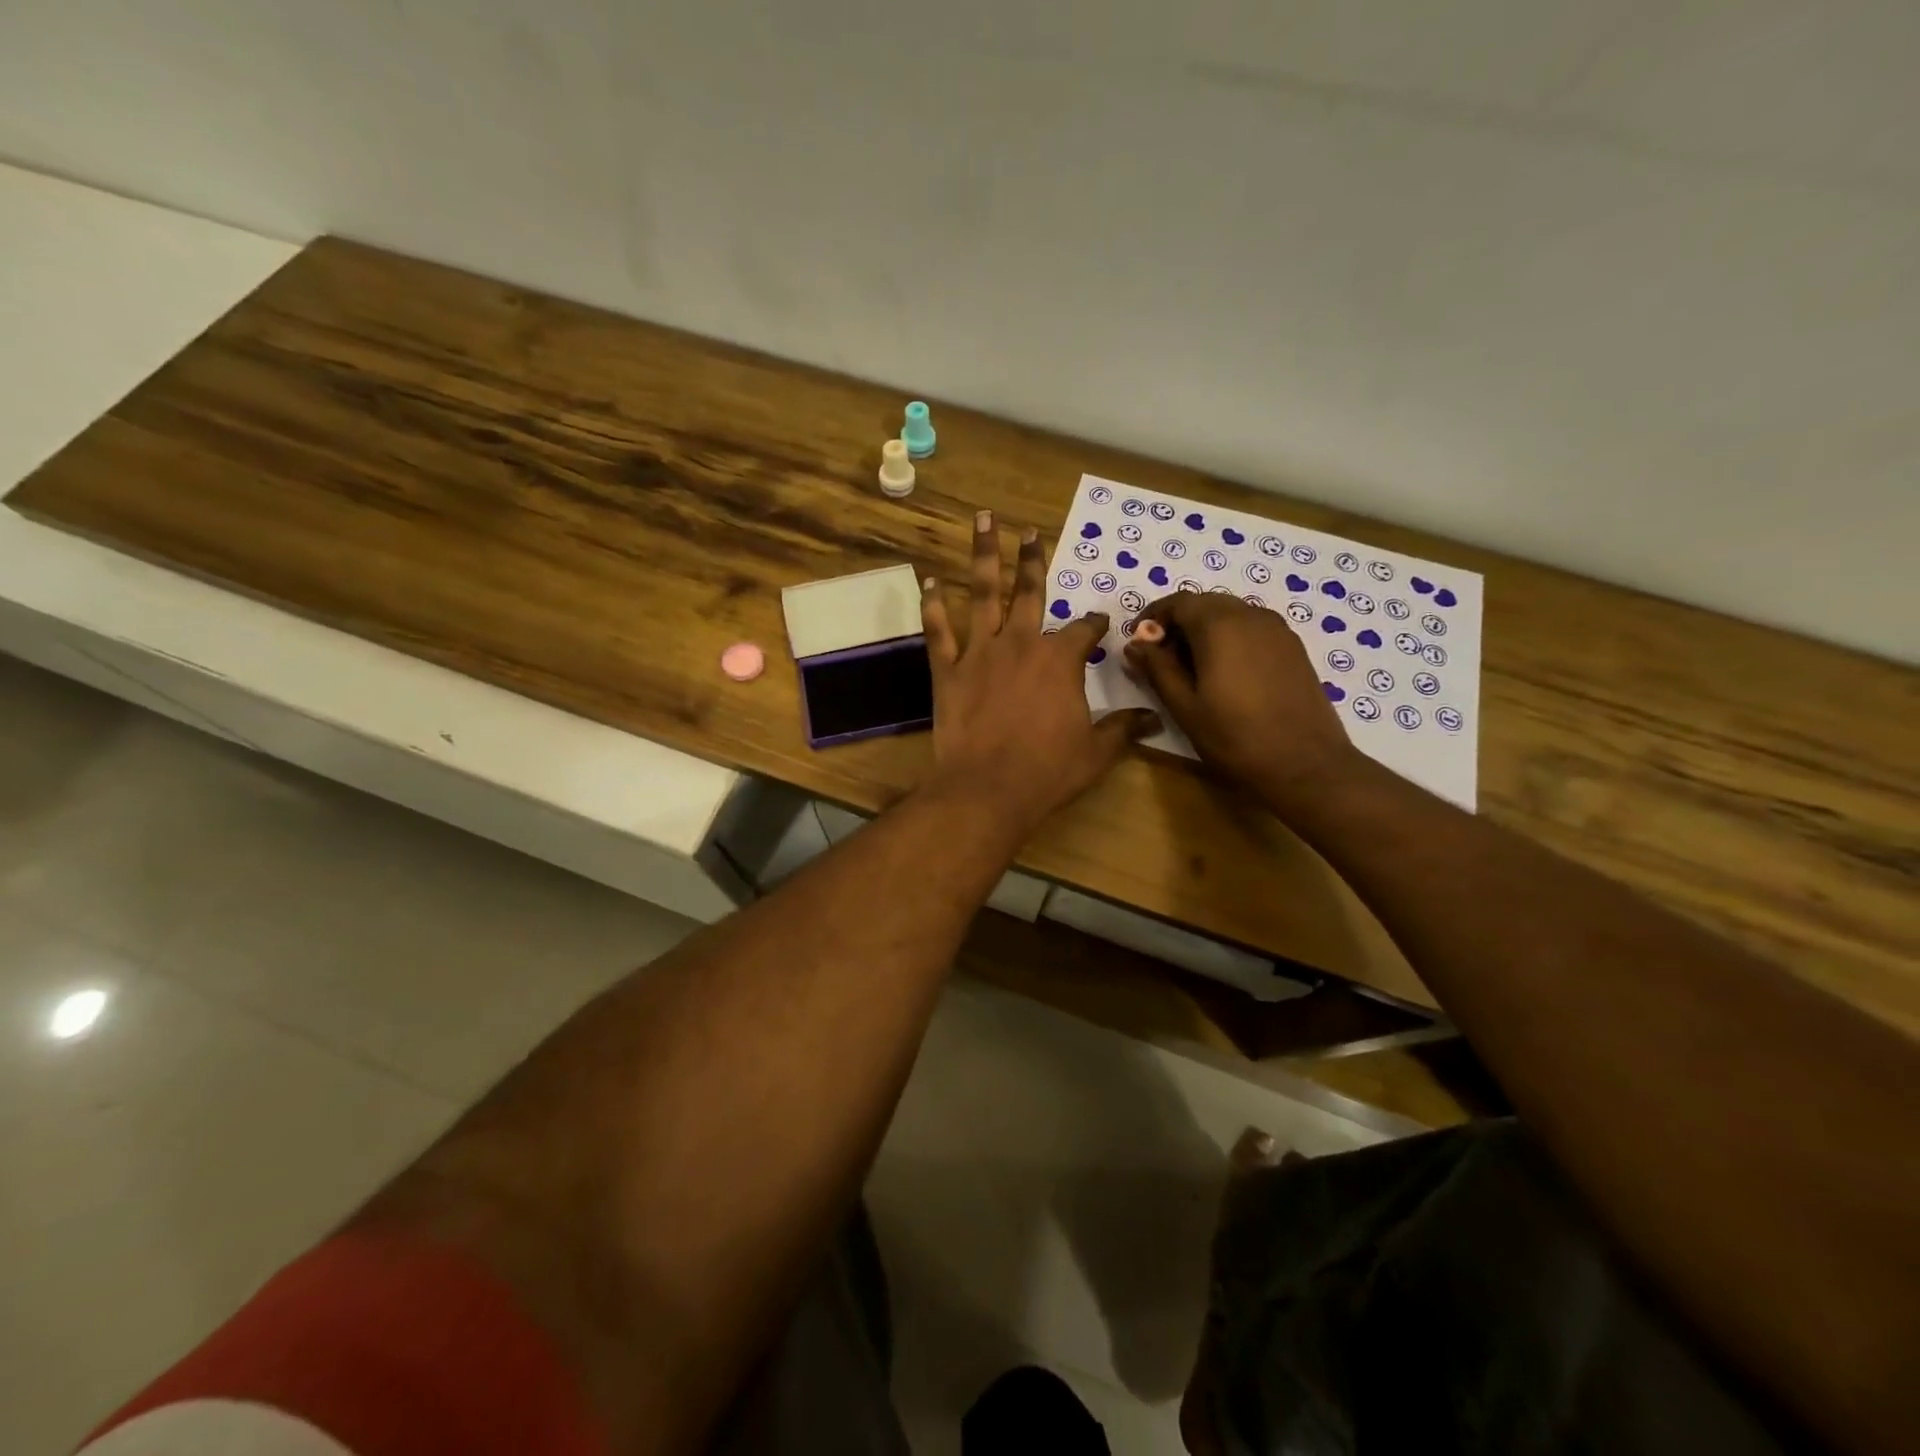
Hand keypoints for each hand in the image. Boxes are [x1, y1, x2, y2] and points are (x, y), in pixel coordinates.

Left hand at [920, 511, 1158, 832]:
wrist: (988, 789)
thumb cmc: (1047, 771)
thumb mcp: (1096, 752)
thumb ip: (1124, 729)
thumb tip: (1156, 718)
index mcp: (1060, 660)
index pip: (1083, 630)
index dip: (1094, 624)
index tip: (1101, 621)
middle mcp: (1021, 644)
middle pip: (1029, 592)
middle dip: (1032, 559)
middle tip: (1030, 531)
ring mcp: (980, 653)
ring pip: (982, 594)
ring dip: (983, 556)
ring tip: (982, 520)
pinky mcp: (947, 671)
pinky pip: (938, 631)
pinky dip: (932, 606)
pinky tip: (928, 581)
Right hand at [1123, 592, 1357, 813]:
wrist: (1306, 765)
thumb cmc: (1235, 738)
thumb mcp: (1184, 706)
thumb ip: (1157, 669)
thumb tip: (1135, 645)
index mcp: (1220, 625)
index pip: (1178, 602)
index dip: (1153, 618)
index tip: (1138, 644)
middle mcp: (1251, 615)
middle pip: (1205, 603)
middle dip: (1178, 623)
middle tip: (1161, 659)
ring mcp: (1277, 629)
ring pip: (1230, 614)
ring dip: (1204, 631)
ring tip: (1191, 669)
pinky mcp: (1293, 647)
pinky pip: (1252, 628)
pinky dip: (1230, 638)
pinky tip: (1224, 674)